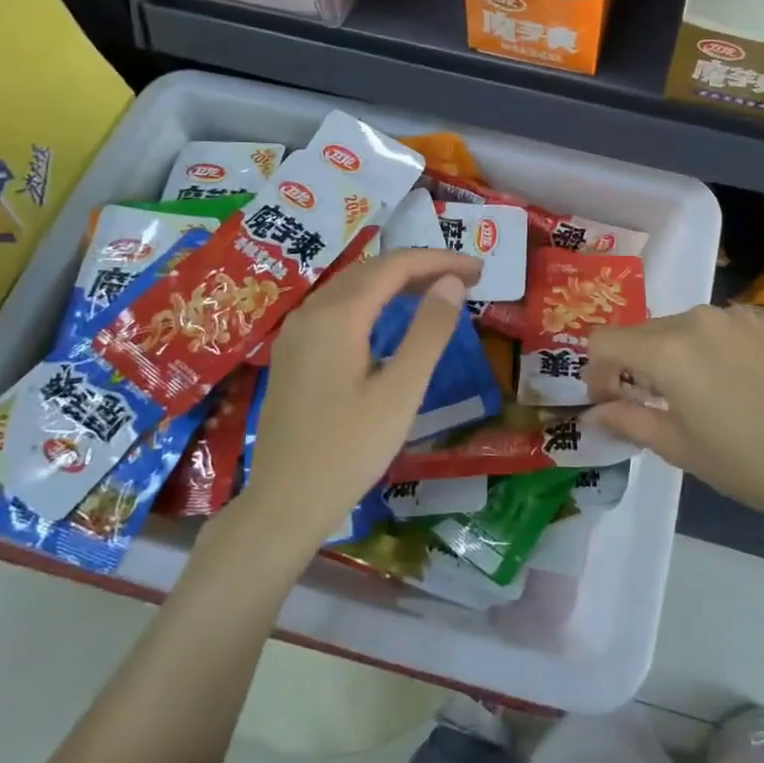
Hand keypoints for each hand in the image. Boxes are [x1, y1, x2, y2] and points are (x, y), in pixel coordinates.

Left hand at [238, 248, 480, 550]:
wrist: (285, 502)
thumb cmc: (349, 450)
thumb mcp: (401, 392)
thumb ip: (429, 332)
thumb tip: (452, 283)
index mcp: (338, 315)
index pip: (396, 266)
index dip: (440, 260)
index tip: (478, 269)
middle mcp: (311, 311)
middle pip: (372, 269)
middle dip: (421, 267)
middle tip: (466, 279)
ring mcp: (296, 331)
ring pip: (352, 286)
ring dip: (396, 281)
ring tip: (437, 291)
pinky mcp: (292, 352)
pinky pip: (337, 306)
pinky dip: (372, 300)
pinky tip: (390, 317)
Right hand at [583, 305, 763, 540]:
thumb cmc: (745, 463)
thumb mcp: (678, 446)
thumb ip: (627, 420)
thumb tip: (592, 414)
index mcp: (667, 350)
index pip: (604, 341)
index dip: (596, 371)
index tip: (610, 402)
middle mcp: (696, 319)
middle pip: (641, 332)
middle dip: (632, 365)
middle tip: (647, 404)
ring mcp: (733, 316)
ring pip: (678, 327)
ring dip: (670, 354)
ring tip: (693, 394)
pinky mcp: (763, 322)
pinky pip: (715, 326)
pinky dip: (706, 347)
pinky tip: (729, 381)